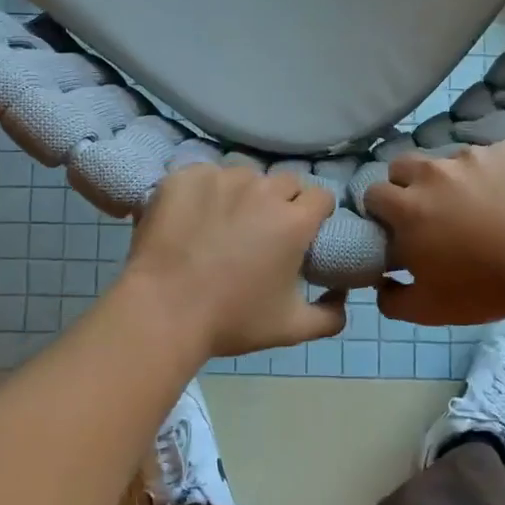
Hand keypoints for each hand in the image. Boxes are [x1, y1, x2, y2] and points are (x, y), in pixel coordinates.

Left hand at [122, 164, 346, 358]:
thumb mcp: (291, 328)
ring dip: (243, 193)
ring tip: (224, 222)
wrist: (162, 311)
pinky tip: (193, 216)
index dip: (315, 213)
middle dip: (282, 201)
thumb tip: (342, 295)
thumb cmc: (231, 320)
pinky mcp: (185, 176)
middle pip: (285, 182)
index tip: (303, 231)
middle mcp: (262, 190)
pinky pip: (206, 175)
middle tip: (263, 230)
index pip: (321, 196)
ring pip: (245, 175)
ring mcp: (221, 178)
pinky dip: (205, 191)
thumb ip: (330, 316)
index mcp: (294, 220)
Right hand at [364, 141, 504, 324]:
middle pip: (402, 166)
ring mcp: (472, 156)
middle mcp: (432, 172)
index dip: (381, 211)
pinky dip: (494, 173)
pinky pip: (491, 156)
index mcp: (407, 207)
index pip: (373, 194)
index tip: (396, 228)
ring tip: (478, 204)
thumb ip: (392, 300)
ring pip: (448, 160)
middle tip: (430, 212)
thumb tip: (381, 284)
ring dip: (452, 179)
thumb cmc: (486, 287)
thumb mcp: (430, 310)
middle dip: (407, 185)